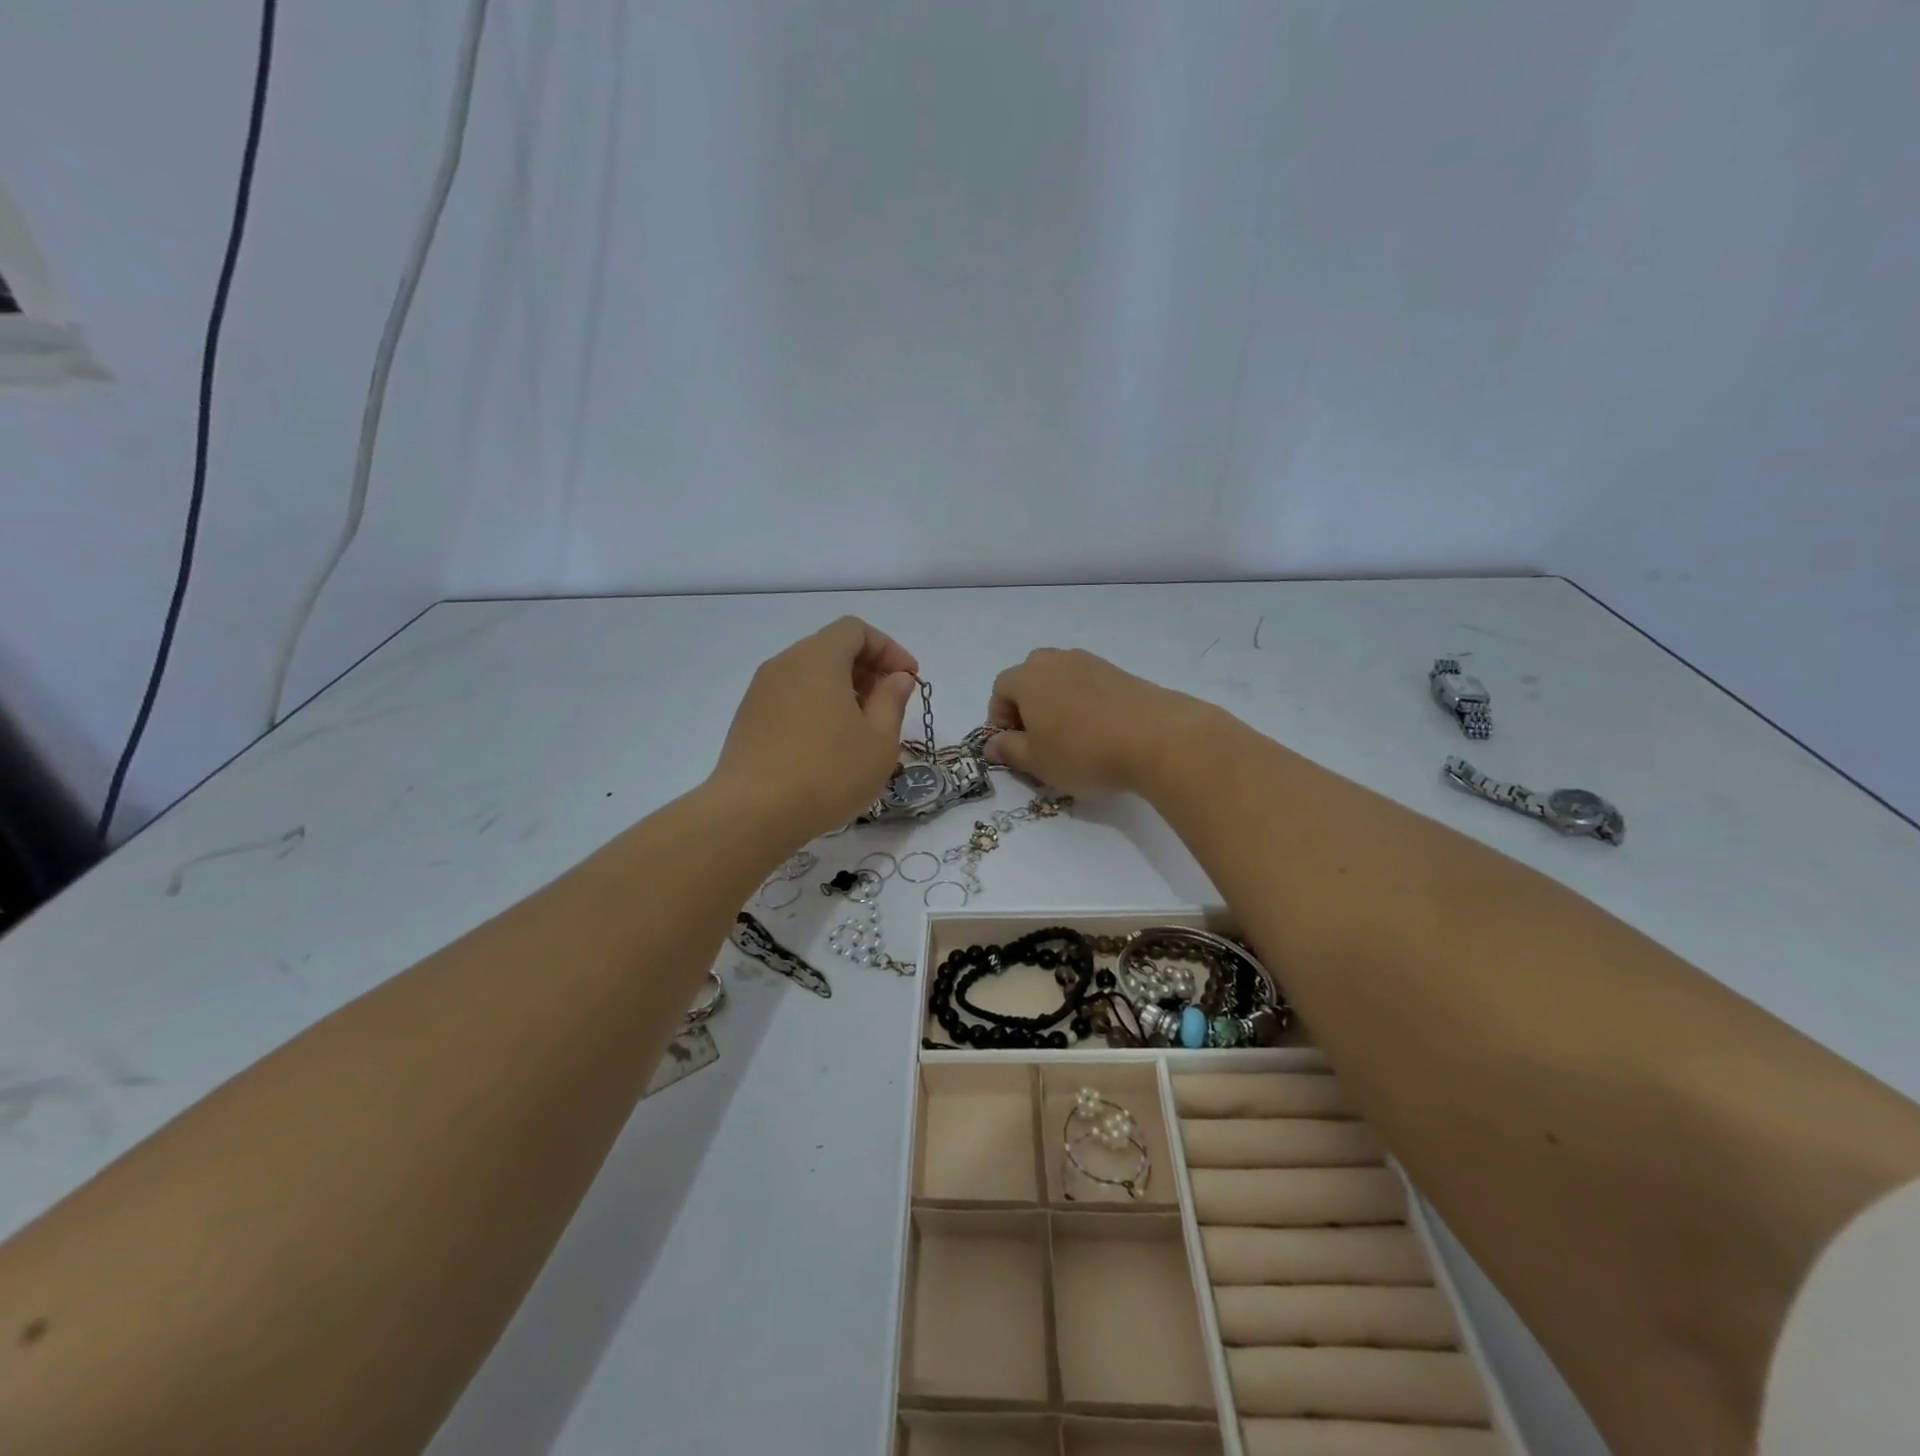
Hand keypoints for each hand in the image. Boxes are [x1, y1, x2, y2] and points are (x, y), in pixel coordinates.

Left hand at [712, 617, 919, 839]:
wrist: (753, 814)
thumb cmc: (828, 772)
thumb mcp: (879, 740)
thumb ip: (892, 701)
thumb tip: (897, 678)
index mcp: (818, 658)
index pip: (856, 630)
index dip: (888, 649)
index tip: (908, 680)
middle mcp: (784, 664)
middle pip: (830, 648)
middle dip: (866, 669)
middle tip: (889, 706)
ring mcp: (760, 692)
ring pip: (809, 674)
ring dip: (842, 690)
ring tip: (861, 729)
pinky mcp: (748, 719)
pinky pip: (790, 697)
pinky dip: (816, 706)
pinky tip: (829, 746)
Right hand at [984, 648, 1208, 795]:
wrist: (1157, 738)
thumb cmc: (1083, 752)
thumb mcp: (1037, 762)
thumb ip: (1009, 751)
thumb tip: (992, 744)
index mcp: (1028, 676)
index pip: (1000, 690)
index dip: (1000, 720)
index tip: (1013, 747)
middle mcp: (1056, 660)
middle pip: (1030, 679)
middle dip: (1028, 708)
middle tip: (1040, 742)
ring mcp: (1091, 663)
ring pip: (1061, 681)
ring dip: (1057, 705)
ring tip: (1072, 740)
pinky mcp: (1120, 672)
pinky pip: (1089, 686)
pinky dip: (1085, 705)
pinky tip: (1099, 733)